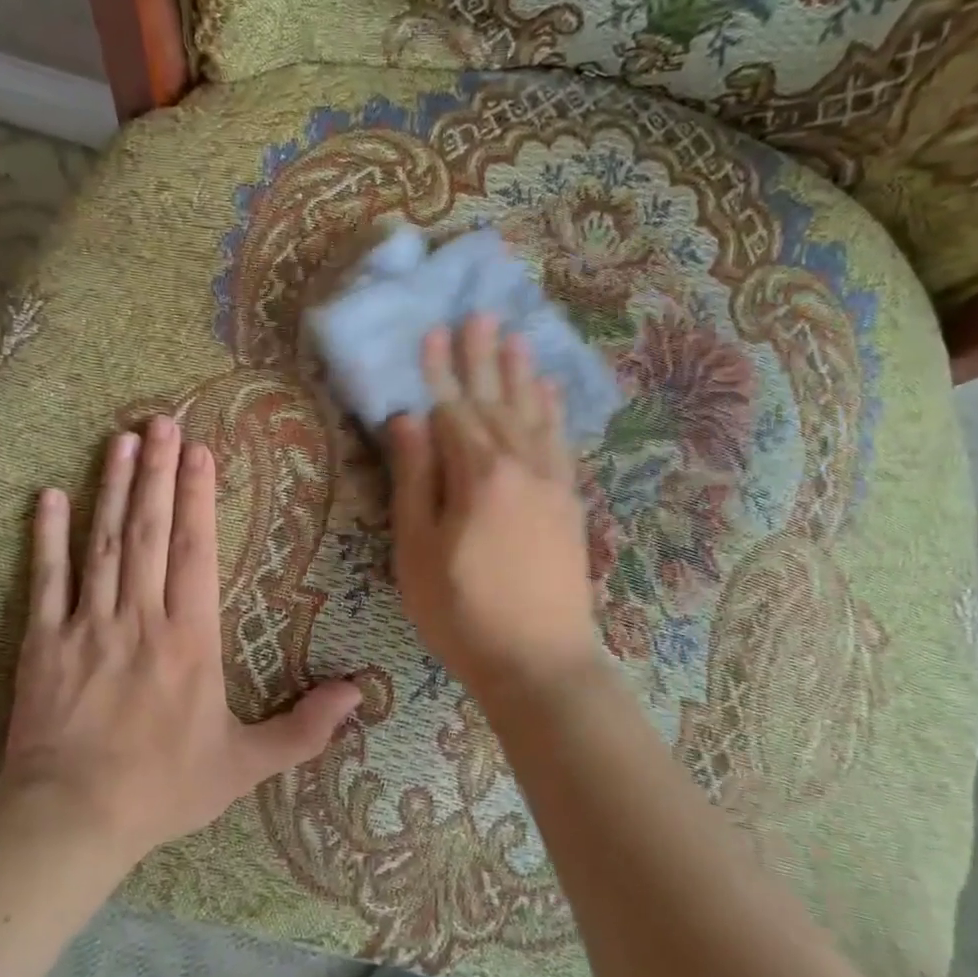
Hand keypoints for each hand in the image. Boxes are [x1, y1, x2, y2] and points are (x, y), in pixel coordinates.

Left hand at [0, 416, 362, 857]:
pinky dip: (47, 536)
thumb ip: (304, 729)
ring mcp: (88, 625)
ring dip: (112, 488)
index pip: (195, 550)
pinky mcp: (44, 642)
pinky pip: (46, 580)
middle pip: (149, 530)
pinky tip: (50, 496)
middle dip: (156, 472)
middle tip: (160, 421)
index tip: (198, 452)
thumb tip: (359, 695)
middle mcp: (141, 617)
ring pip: (104, 542)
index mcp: (190, 638)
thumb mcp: (245, 765)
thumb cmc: (164, 788)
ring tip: (121, 440)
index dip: (196, 497)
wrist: (72, 821)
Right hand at [387, 316, 607, 699]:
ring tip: (516, 336)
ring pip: (533, 414)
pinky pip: (561, 442)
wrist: (540, 662)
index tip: (435, 331)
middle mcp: (520, 466)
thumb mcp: (418, 550)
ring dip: (521, 373)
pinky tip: (550, 391)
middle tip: (480, 314)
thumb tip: (407, 418)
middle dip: (484, 357)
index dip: (441, 371)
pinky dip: (554, 411)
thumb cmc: (462, 612)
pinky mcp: (570, 502)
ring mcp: (551, 482)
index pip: (453, 409)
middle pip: (496, 401)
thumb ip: (415, 479)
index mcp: (477, 475)